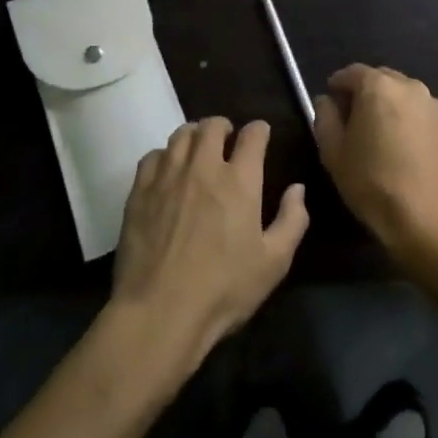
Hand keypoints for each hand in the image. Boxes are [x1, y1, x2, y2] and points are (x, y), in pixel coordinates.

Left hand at [109, 118, 308, 380]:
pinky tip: (167, 171)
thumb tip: (297, 189)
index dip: (259, 130)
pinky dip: (165, 156)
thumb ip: (292, 220)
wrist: (160, 311)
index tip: (261, 135)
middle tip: (227, 139)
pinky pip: (153, 156)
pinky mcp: (140, 191)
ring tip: (198, 149)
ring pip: (181, 135)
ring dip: (195, 136)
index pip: (252, 135)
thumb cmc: (224, 289)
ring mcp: (167, 176)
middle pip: (212, 126)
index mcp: (240, 180)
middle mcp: (203, 167)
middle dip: (224, 126)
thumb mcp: (274, 262)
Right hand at [313, 66, 437, 259]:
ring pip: (401, 93)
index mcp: (378, 86)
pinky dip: (405, 117)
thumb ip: (325, 117)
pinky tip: (399, 144)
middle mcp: (409, 86)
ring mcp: (432, 104)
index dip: (337, 84)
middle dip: (363, 91)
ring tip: (376, 132)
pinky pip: (418, 110)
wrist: (424, 217)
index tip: (329, 101)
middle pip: (379, 78)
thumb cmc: (371, 182)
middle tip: (350, 117)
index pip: (351, 73)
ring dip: (386, 103)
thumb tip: (327, 101)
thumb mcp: (333, 151)